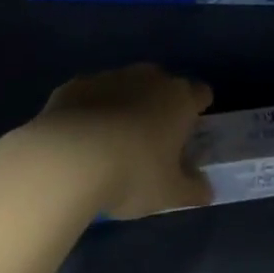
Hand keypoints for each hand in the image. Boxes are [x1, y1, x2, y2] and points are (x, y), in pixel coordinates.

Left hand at [25, 64, 213, 218]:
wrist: (67, 160)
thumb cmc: (132, 174)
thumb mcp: (170, 194)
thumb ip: (192, 190)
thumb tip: (206, 190)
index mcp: (179, 100)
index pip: (200, 93)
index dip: (198, 109)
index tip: (190, 130)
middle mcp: (147, 79)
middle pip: (162, 85)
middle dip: (160, 104)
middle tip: (152, 139)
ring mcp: (108, 78)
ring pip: (124, 86)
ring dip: (124, 105)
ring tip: (112, 140)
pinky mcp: (74, 86)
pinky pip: (90, 95)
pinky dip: (90, 110)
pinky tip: (80, 137)